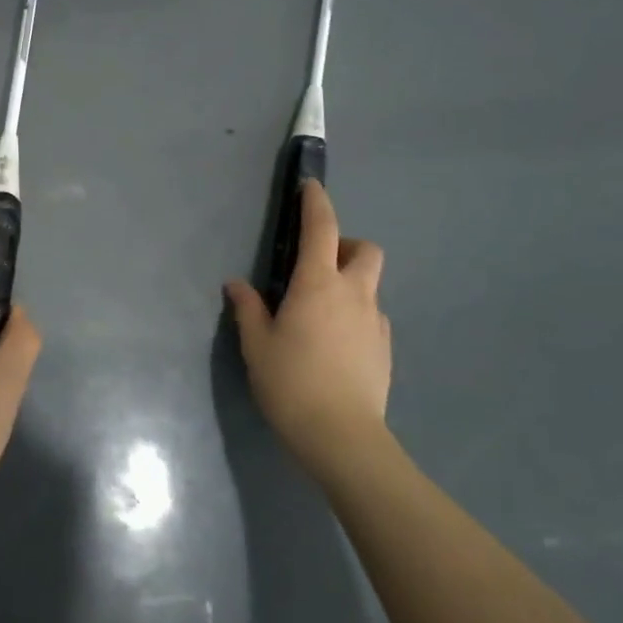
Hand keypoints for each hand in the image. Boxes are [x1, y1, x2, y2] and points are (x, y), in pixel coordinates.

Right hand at [226, 180, 392, 486]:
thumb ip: (248, 308)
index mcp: (318, 284)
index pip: (322, 228)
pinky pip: (372, 316)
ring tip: (320, 312)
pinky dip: (355, 314)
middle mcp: (354, 294)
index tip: (311, 186)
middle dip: (346, 245)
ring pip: (370, 285)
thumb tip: (236, 284)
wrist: (341, 436)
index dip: (316, 202)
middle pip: (365, 249)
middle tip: (318, 265)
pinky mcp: (385, 348)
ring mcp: (375, 322)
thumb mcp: (256, 344)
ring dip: (350, 282)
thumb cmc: (290, 382)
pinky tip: (334, 343)